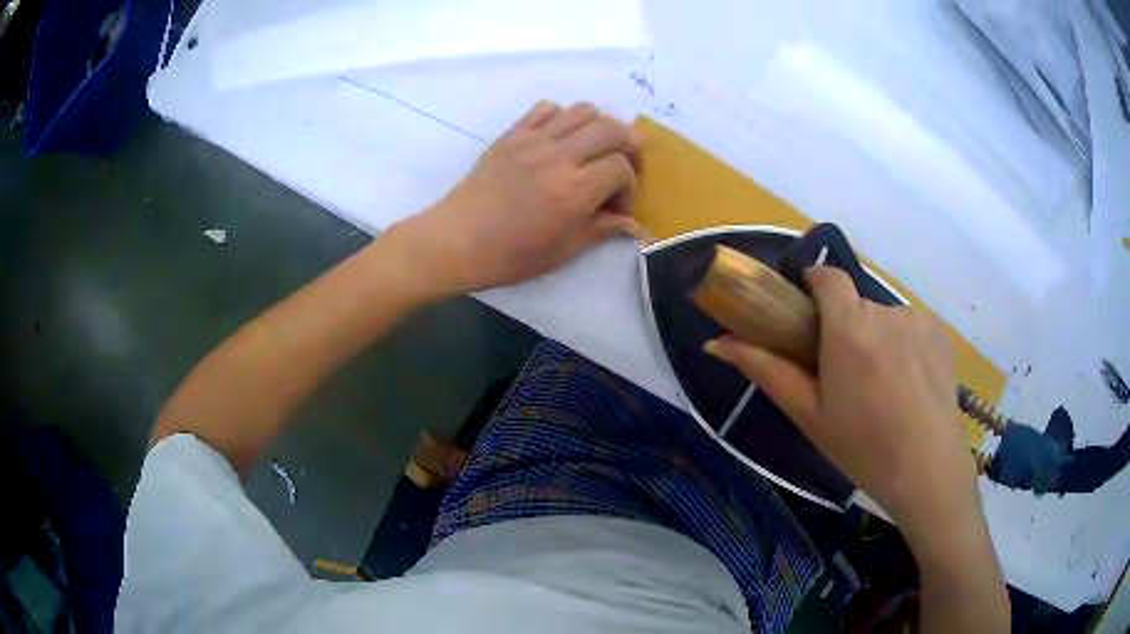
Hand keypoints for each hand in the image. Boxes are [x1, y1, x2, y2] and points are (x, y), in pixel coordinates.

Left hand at [392, 101, 644, 297]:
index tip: (616, 206)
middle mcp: (559, 157)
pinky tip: (559, 139)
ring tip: (593, 149)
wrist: (456, 241)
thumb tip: (629, 222)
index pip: (621, 167)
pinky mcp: (512, 134)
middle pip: (612, 129)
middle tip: (623, 165)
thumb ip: (601, 230)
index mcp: (575, 191)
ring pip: (583, 110)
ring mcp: (533, 140)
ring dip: (599, 126)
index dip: (628, 186)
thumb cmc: (509, 256)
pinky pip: (546, 109)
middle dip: (629, 145)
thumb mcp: (563, 252)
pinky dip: (562, 117)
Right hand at [705, 266, 981, 538]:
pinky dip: (903, 345)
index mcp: (850, 327)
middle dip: (845, 328)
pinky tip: (909, 385)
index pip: (827, 275)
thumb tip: (716, 342)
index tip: (808, 314)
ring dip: (876, 340)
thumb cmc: (862, 447)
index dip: (814, 285)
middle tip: (845, 377)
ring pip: (884, 318)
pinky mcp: (940, 333)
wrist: (927, 470)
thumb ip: (765, 369)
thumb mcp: (808, 413)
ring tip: (882, 388)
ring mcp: (918, 320)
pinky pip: (910, 327)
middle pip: (855, 304)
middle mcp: (886, 311)